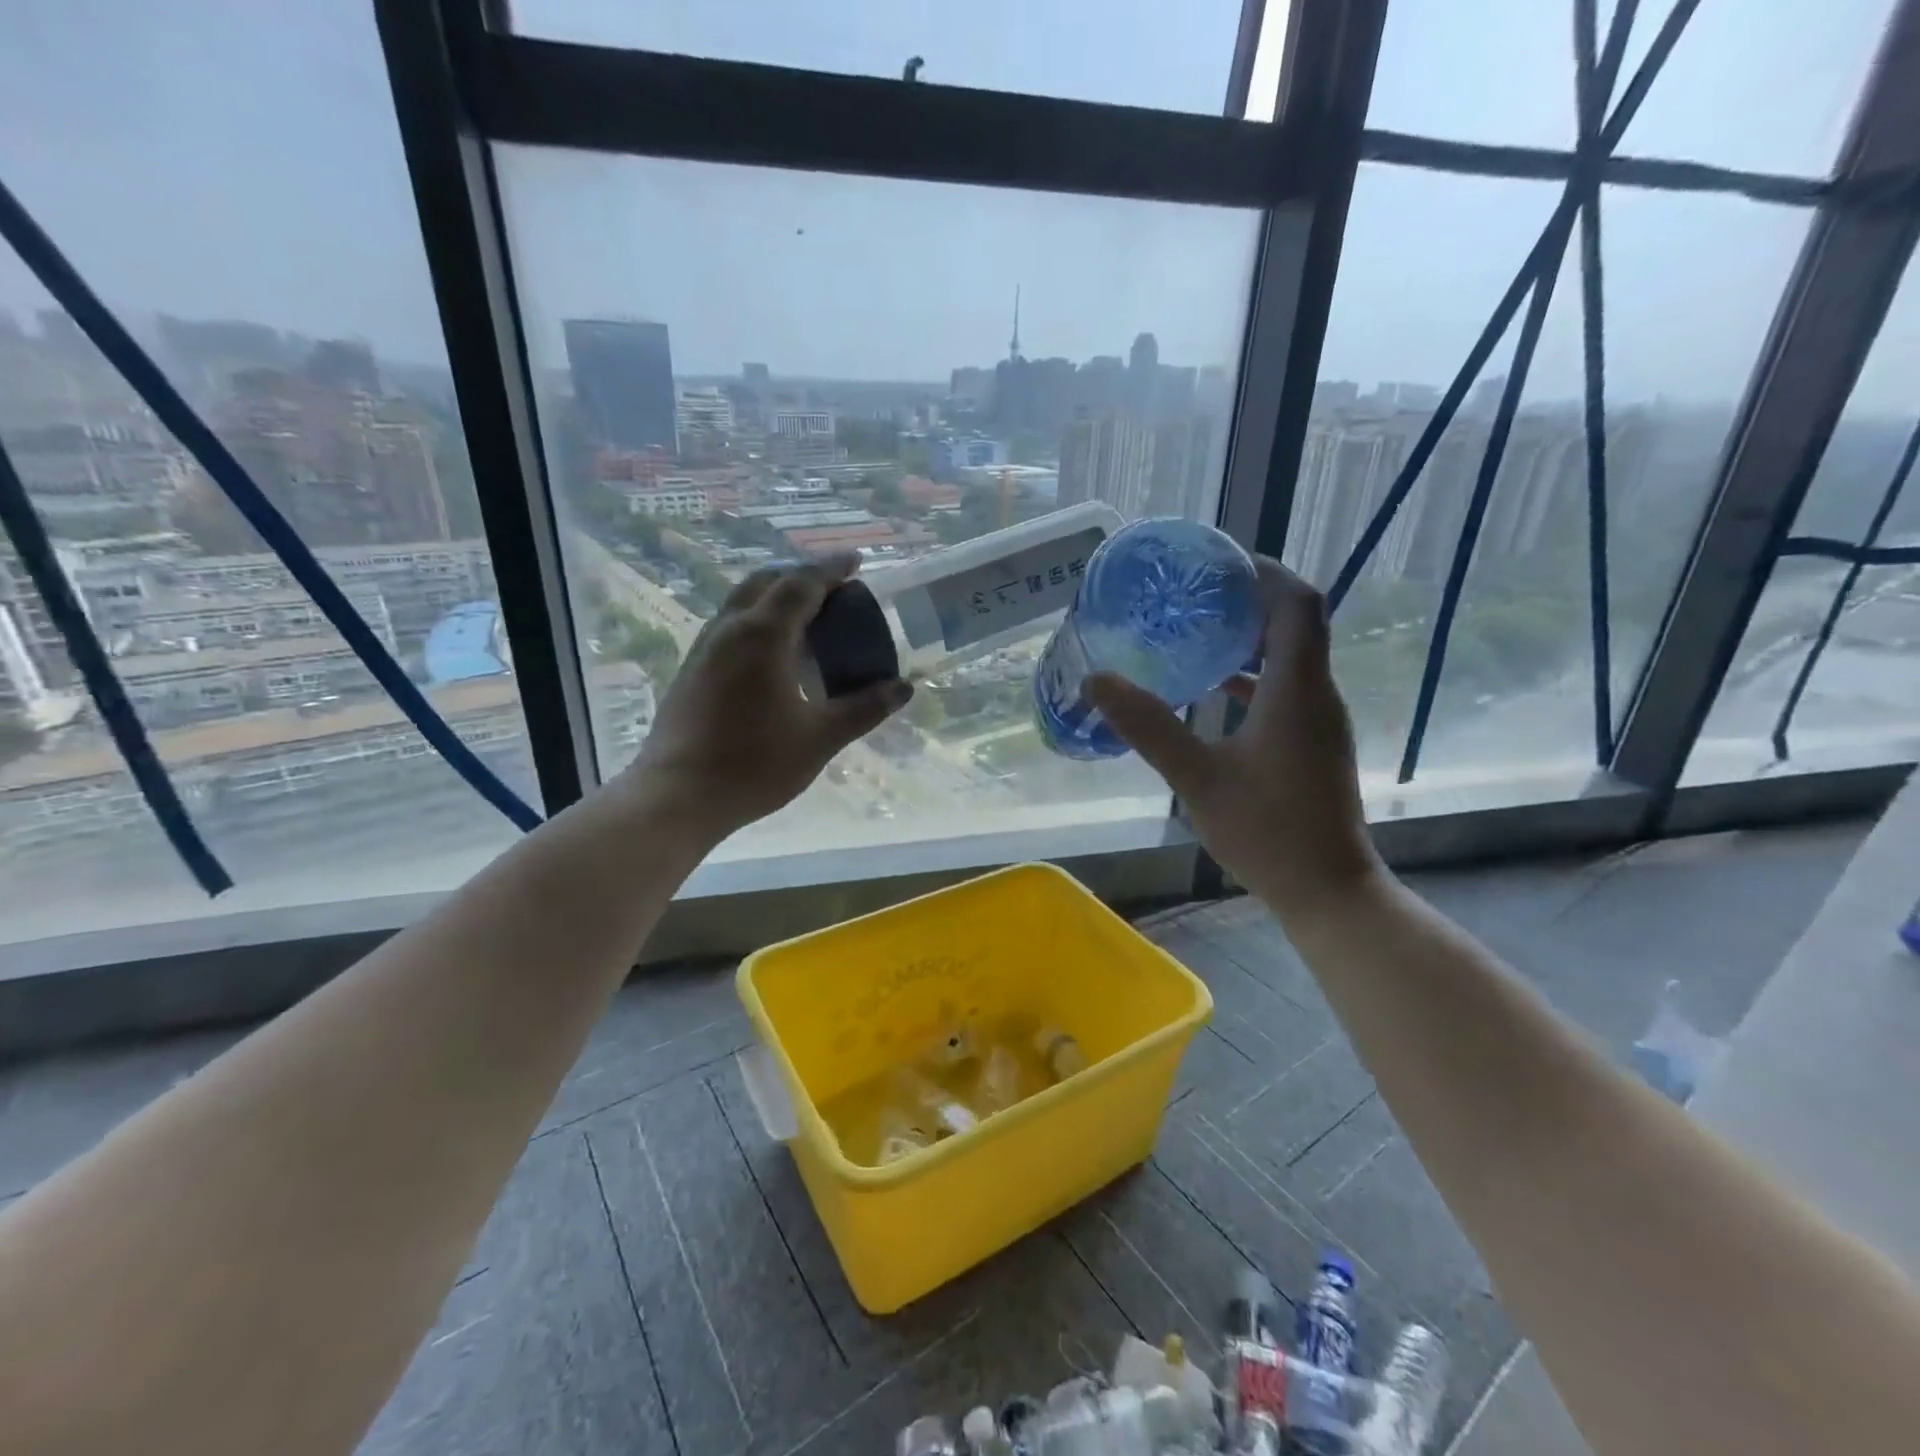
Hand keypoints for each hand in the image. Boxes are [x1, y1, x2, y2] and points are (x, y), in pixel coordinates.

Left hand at [626, 554, 911, 838]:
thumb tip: (903, 688)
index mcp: (764, 635)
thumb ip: (863, 708)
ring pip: (743, 603)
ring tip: (807, 619)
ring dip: (776, 598)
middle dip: (801, 577)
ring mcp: (704, 649)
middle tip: (833, 591)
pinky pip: (731, 627)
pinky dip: (758, 622)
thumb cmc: (754, 764)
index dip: (832, 570)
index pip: (802, 585)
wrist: (677, 796)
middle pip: (766, 582)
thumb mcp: (820, 738)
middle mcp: (730, 629)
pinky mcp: (692, 670)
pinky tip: (773, 656)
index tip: (855, 561)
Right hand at [1085, 557, 1379, 918]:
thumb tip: (1097, 681)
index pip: (1298, 603)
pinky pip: (1285, 690)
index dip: (1264, 572)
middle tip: (1193, 595)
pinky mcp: (1313, 745)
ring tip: (1195, 632)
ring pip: (1290, 658)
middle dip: (1248, 600)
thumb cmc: (1266, 831)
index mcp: (1296, 690)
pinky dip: (1252, 677)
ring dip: (1249, 639)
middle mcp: (1316, 695)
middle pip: (1295, 623)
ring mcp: (1318, 722)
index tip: (1218, 563)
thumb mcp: (1196, 777)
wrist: (1327, 891)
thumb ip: (1148, 726)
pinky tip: (1211, 691)